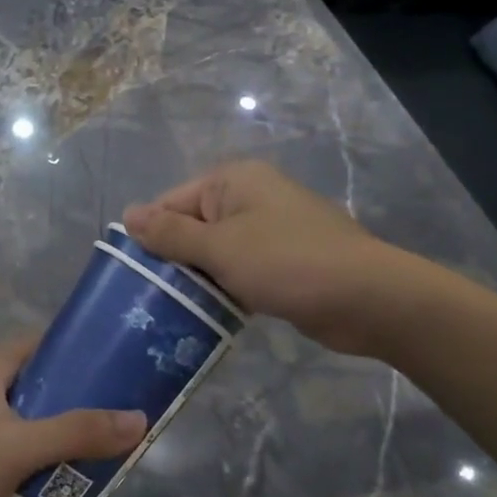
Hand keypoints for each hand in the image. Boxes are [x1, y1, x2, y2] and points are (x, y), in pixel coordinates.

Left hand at [0, 335, 146, 496]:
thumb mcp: (17, 448)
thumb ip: (76, 433)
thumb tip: (138, 419)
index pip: (49, 342)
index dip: (85, 350)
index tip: (124, 366)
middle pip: (47, 386)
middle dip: (83, 404)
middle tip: (123, 421)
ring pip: (36, 423)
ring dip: (65, 439)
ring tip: (104, 456)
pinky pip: (21, 452)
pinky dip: (43, 463)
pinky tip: (66, 485)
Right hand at [124, 160, 405, 355]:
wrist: (368, 298)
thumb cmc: (287, 263)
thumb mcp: (220, 247)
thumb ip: (171, 233)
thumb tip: (128, 214)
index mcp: (232, 181)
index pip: (171, 202)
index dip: (150, 236)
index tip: (131, 277)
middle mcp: (249, 197)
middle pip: (193, 226)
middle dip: (174, 260)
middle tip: (147, 301)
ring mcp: (269, 229)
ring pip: (216, 252)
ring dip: (199, 279)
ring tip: (170, 313)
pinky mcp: (283, 261)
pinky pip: (240, 270)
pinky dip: (225, 288)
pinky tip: (209, 316)